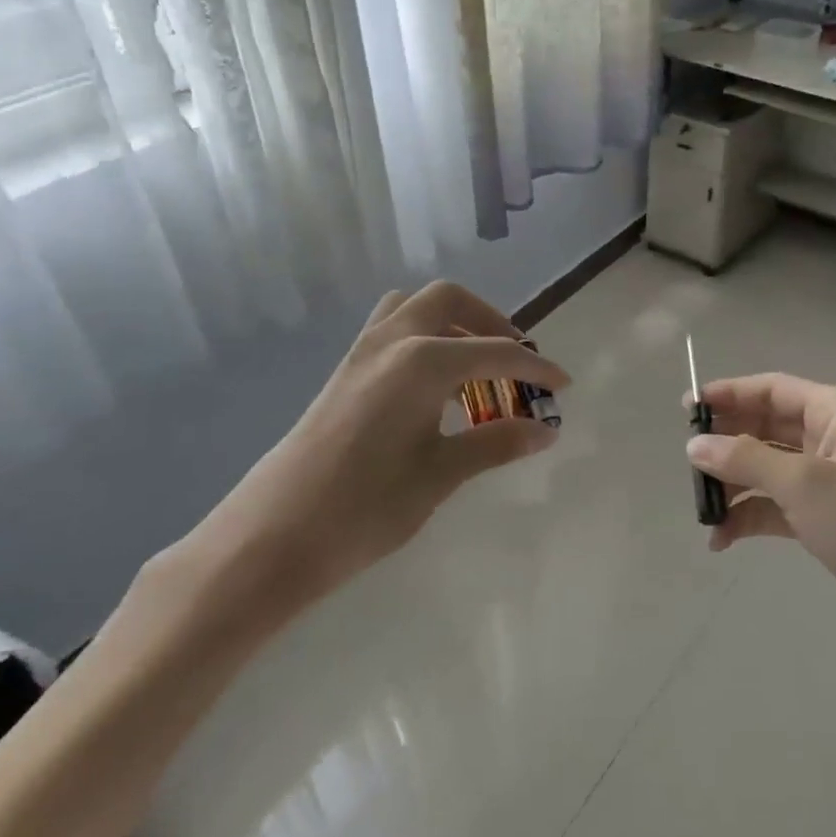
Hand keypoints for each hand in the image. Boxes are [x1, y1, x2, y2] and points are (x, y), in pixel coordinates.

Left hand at [193, 282, 567, 629]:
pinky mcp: (344, 371)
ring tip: (475, 366)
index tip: (563, 384)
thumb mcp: (440, 475)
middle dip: (490, 321)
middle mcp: (392, 340)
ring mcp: (361, 352)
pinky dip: (424, 337)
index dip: (534, 367)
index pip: (494, 352)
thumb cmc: (364, 508)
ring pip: (414, 307)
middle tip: (514, 361)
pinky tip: (433, 386)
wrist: (272, 536)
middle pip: (449, 300)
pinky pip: (392, 329)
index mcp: (421, 361)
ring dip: (452, 323)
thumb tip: (547, 429)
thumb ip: (496, 442)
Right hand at [686, 373, 835, 655]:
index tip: (686, 410)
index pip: (773, 389)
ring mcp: (834, 482)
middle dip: (728, 444)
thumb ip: (744, 459)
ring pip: (770, 469)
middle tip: (688, 463)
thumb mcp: (804, 484)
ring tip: (703, 511)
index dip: (729, 394)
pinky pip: (779, 506)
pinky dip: (751, 516)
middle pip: (768, 427)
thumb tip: (693, 445)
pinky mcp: (831, 521)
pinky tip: (723, 539)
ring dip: (735, 486)